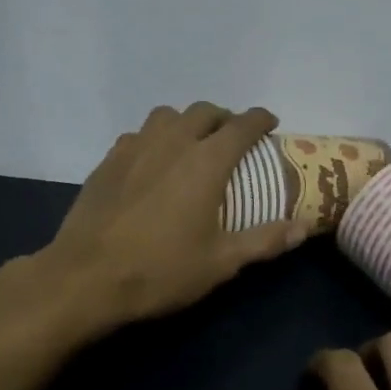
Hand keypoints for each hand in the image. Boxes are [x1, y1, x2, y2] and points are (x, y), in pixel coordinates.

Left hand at [43, 103, 307, 327]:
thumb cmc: (161, 270)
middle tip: (233, 136)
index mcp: (205, 162)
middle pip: (203, 111)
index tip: (270, 122)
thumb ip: (265, 240)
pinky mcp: (107, 161)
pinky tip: (152, 162)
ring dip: (186, 122)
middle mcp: (172, 143)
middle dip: (224, 117)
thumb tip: (305, 227)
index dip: (260, 119)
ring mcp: (134, 148)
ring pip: (166, 115)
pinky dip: (154, 138)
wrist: (86, 278)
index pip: (241, 125)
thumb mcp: (221, 262)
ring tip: (191, 143)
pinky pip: (137, 135)